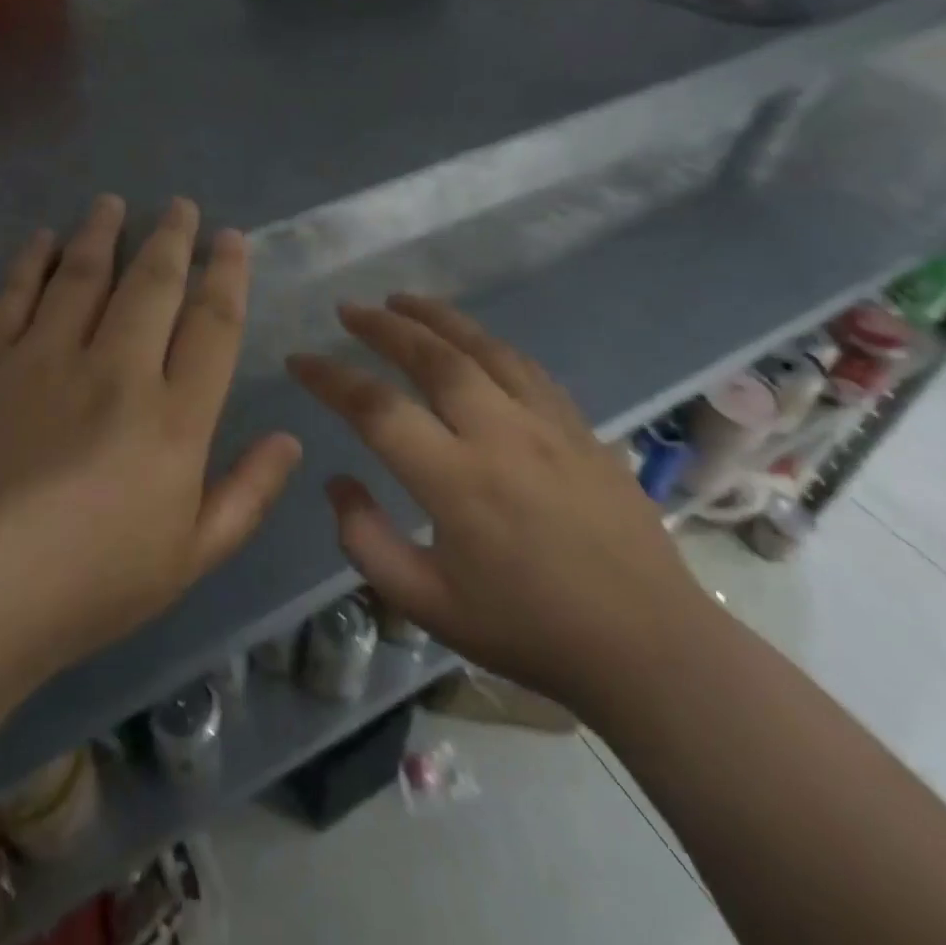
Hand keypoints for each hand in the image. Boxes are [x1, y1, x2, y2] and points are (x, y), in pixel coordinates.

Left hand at [0, 195, 301, 691]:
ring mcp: (44, 359)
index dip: (227, 274)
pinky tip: (43, 239)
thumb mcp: (188, 558)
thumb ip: (247, 494)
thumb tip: (289, 439)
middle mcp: (116, 370)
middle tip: (181, 205)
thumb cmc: (86, 588)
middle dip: (173, 237)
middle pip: (153, 283)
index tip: (232, 239)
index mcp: (173, 418)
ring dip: (104, 232)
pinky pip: (15, 294)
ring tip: (115, 203)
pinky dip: (33, 260)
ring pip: (85, 273)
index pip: (213, 324)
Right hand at [288, 295, 705, 718]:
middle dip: (382, 326)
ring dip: (435, 317)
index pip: (376, 408)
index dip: (329, 378)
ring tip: (400, 300)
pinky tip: (470, 341)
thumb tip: (337, 482)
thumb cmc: (527, 630)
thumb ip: (366, 541)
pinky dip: (486, 343)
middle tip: (348, 310)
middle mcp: (499, 434)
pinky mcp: (580, 426)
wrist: (645, 644)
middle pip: (431, 356)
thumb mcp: (426, 604)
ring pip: (482, 347)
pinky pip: (524, 367)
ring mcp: (547, 423)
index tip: (299, 361)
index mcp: (455, 480)